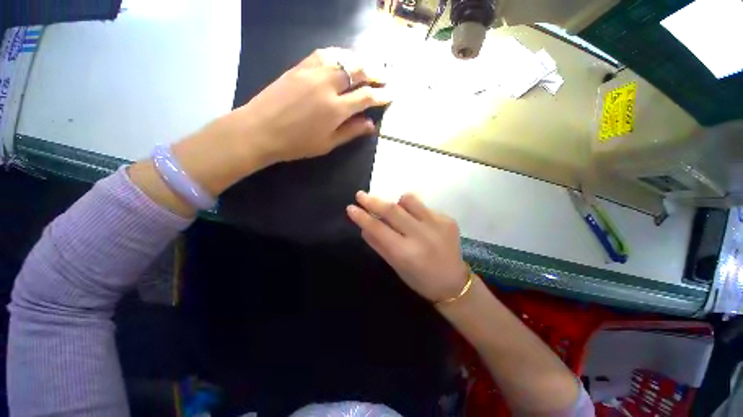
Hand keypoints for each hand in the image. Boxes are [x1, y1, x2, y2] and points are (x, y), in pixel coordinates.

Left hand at [221, 47, 391, 164]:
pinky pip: (325, 53)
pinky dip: (340, 54)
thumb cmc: (296, 143)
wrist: (260, 129)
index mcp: (335, 109)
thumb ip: (351, 132)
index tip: (390, 95)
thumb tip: (371, 125)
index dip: (381, 96)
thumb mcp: (327, 144)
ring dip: (360, 60)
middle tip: (385, 76)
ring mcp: (312, 72)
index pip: (366, 97)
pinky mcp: (300, 66)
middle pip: (358, 71)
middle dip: (375, 72)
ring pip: (343, 58)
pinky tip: (344, 58)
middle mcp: (327, 85)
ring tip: (369, 65)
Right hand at [346, 191, 469, 302]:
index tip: (351, 208)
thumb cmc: (419, 279)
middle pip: (392, 210)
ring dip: (396, 202)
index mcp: (406, 252)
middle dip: (373, 201)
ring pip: (409, 200)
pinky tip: (417, 223)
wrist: (454, 283)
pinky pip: (423, 207)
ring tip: (394, 210)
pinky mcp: (447, 219)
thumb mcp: (395, 266)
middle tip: (360, 195)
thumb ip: (378, 244)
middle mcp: (421, 235)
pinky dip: (414, 210)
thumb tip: (364, 226)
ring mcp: (437, 224)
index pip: (378, 228)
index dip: (362, 217)